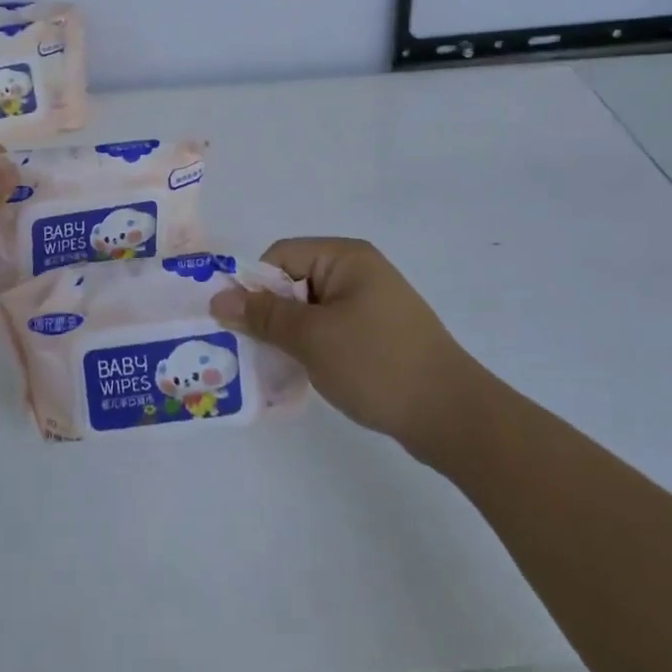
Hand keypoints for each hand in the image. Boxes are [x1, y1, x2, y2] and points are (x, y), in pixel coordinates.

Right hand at [209, 237, 484, 451]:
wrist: (452, 415)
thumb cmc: (377, 364)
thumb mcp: (312, 338)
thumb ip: (264, 315)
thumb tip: (218, 297)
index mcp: (345, 257)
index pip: (281, 255)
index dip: (255, 285)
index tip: (238, 323)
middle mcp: (359, 271)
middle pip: (295, 281)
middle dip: (270, 313)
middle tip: (250, 350)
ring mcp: (372, 304)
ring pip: (312, 310)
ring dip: (290, 335)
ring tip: (275, 368)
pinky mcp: (379, 334)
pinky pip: (332, 330)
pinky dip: (314, 348)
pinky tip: (305, 376)